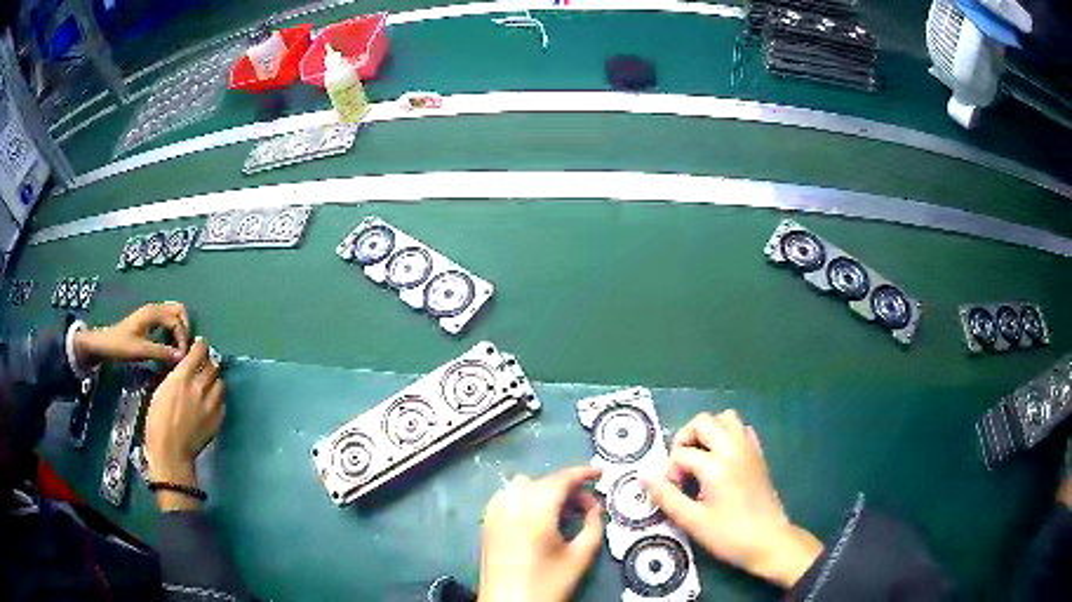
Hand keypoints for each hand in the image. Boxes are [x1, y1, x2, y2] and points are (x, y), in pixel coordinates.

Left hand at [74, 302, 190, 365]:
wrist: (104, 344)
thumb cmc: (121, 346)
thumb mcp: (141, 351)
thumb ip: (162, 352)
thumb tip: (182, 357)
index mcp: (153, 312)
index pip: (177, 321)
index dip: (183, 338)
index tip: (182, 358)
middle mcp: (155, 309)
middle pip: (179, 310)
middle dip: (185, 328)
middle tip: (183, 349)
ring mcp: (152, 313)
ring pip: (174, 314)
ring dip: (180, 329)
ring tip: (179, 348)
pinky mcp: (149, 320)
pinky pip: (168, 320)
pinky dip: (173, 330)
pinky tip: (170, 346)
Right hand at [144, 338, 224, 510]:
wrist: (171, 451)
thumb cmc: (158, 421)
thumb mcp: (161, 390)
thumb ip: (176, 377)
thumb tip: (184, 370)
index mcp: (182, 377)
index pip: (199, 352)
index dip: (201, 347)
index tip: (200, 345)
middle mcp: (200, 387)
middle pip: (213, 365)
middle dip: (209, 362)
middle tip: (205, 365)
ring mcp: (211, 404)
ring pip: (220, 383)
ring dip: (215, 380)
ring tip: (209, 384)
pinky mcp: (218, 419)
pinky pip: (222, 402)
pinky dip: (218, 398)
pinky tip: (212, 401)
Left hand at [478, 466, 603, 601]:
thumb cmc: (547, 583)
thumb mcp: (580, 557)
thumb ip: (593, 526)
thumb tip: (594, 508)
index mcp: (535, 509)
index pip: (561, 479)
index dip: (583, 473)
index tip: (600, 473)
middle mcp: (511, 503)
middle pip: (543, 481)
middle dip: (567, 488)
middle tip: (586, 507)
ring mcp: (494, 512)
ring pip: (522, 486)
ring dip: (544, 491)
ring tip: (561, 514)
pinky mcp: (486, 523)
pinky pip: (507, 497)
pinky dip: (524, 498)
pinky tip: (536, 518)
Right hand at [644, 410, 822, 588]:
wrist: (769, 540)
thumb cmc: (729, 535)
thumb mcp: (693, 521)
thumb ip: (667, 496)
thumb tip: (644, 475)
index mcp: (716, 465)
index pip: (681, 454)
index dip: (669, 472)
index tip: (673, 492)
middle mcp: (733, 448)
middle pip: (703, 422)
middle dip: (685, 440)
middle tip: (681, 466)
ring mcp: (749, 449)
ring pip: (725, 419)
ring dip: (708, 432)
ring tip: (700, 458)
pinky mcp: (758, 455)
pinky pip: (742, 430)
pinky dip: (727, 436)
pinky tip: (721, 460)